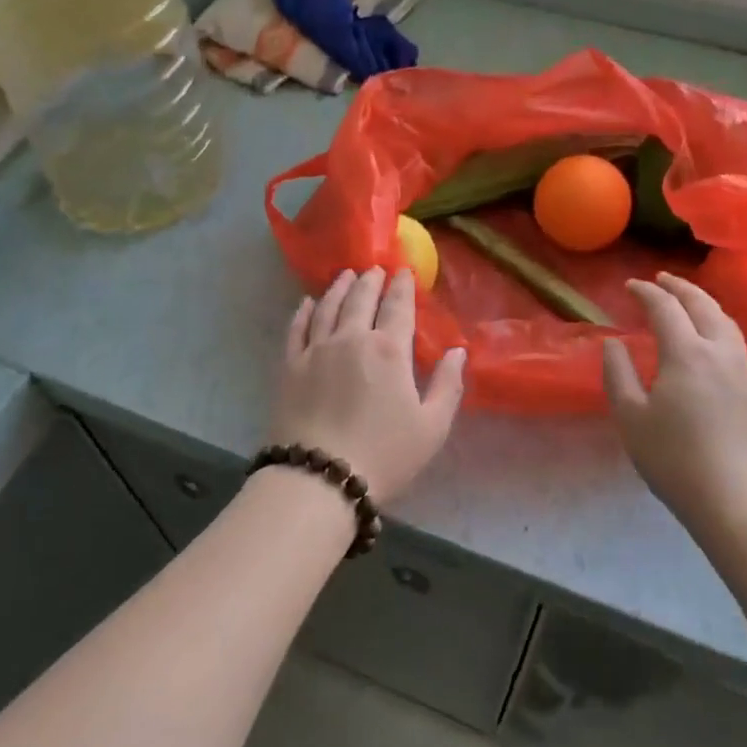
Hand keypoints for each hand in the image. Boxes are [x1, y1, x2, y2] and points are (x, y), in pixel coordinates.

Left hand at [269, 268, 466, 504]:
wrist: (320, 477)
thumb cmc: (384, 455)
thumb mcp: (432, 427)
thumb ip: (448, 385)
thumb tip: (457, 351)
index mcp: (389, 350)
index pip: (397, 307)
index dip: (402, 286)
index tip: (403, 270)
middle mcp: (351, 338)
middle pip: (361, 299)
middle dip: (371, 280)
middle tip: (375, 268)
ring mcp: (316, 349)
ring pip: (328, 307)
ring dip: (339, 287)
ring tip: (346, 275)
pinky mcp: (290, 366)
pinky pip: (297, 328)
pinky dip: (304, 311)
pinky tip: (308, 302)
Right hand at [602, 273, 746, 531]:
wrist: (737, 502)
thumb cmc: (674, 459)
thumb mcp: (630, 417)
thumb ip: (618, 373)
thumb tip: (614, 342)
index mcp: (687, 354)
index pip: (666, 308)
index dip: (646, 292)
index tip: (629, 285)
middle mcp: (721, 353)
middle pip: (704, 306)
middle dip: (681, 288)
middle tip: (661, 279)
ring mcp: (744, 373)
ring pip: (726, 323)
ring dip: (704, 304)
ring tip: (687, 301)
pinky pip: (735, 343)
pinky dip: (717, 326)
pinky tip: (708, 341)